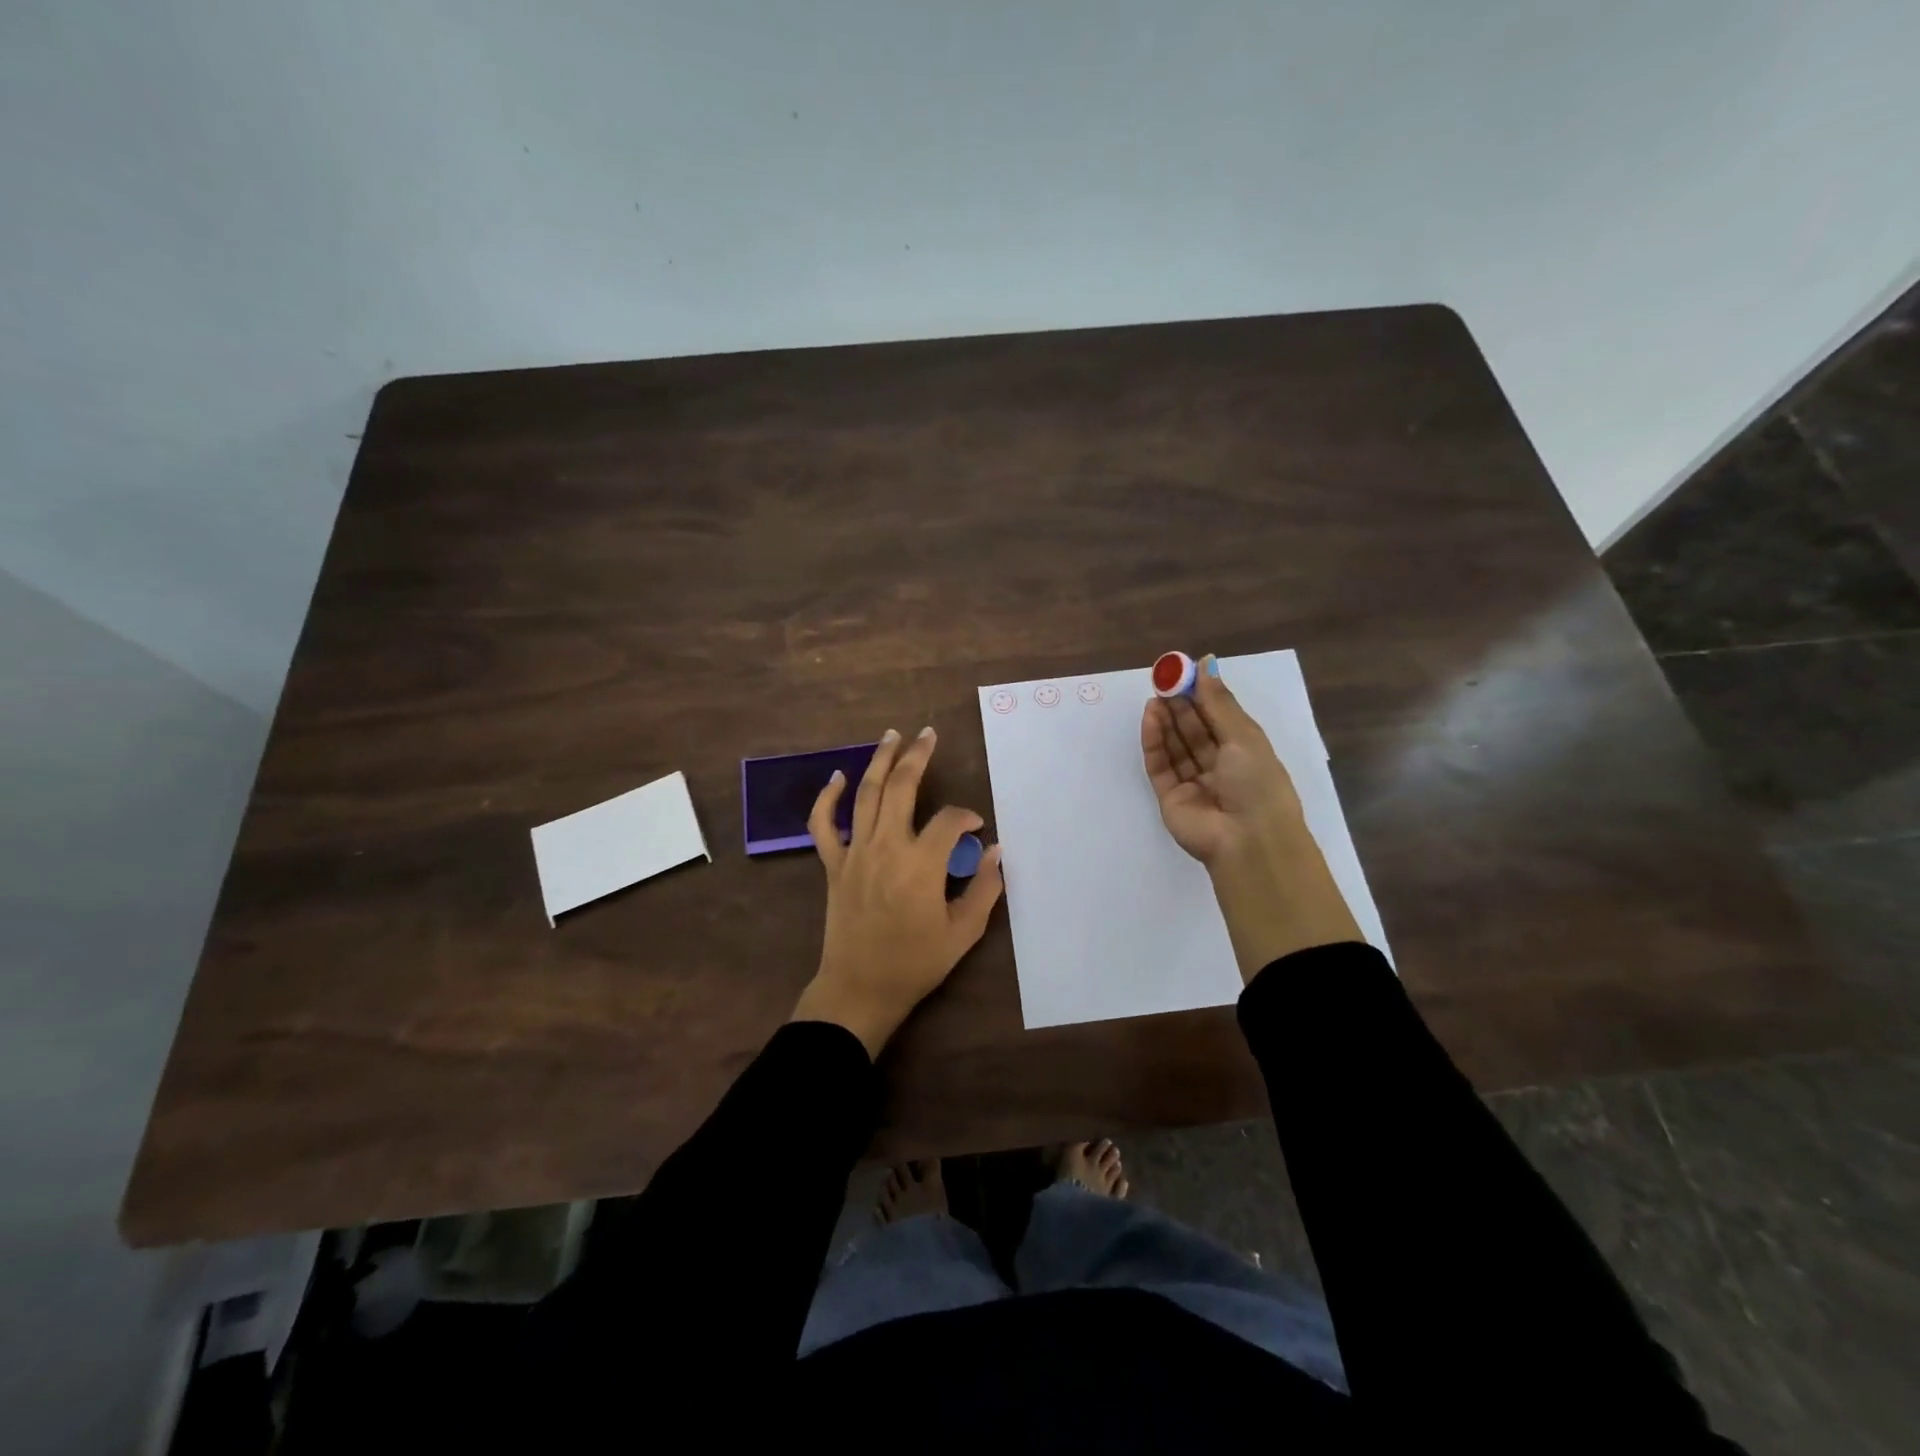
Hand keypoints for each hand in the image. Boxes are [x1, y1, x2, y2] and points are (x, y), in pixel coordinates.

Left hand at [790, 726, 1004, 1056]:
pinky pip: (823, 825)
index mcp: (922, 864)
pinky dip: (827, 798)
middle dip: (917, 756)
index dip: (967, 817)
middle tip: (928, 734)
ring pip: (866, 794)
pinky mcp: (833, 864)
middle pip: (901, 787)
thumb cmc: (914, 964)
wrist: (860, 989)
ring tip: (892, 736)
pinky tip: (836, 777)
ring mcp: (855, 853)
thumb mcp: (963, 933)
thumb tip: (997, 851)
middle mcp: (887, 847)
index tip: (976, 827)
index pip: (949, 821)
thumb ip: (985, 889)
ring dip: (879, 761)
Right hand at [1141, 654, 1305, 868]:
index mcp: (1245, 753)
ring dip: (1166, 719)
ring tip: (1155, 694)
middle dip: (1180, 704)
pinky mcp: (1170, 797)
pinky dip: (1154, 741)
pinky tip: (1150, 717)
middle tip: (1164, 678)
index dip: (1202, 694)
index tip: (1185, 670)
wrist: (1248, 841)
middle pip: (1194, 730)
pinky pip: (1160, 765)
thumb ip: (1219, 702)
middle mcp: (1219, 767)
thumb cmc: (1258, 784)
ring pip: (1175, 746)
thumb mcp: (1244, 737)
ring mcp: (1193, 783)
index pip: (1218, 718)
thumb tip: (1206, 663)